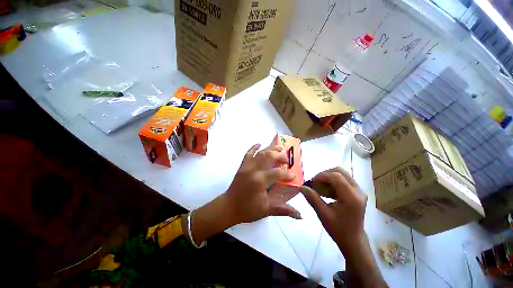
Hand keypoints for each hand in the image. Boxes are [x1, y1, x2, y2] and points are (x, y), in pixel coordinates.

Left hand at [224, 143, 301, 223]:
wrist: (228, 207)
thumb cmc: (247, 210)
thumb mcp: (266, 210)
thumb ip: (283, 209)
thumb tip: (300, 215)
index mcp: (260, 181)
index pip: (277, 173)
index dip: (287, 174)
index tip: (293, 176)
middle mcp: (253, 170)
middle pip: (269, 156)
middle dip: (280, 156)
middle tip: (287, 160)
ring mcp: (247, 166)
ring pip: (260, 153)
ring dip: (270, 148)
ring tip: (279, 147)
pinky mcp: (242, 166)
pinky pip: (248, 154)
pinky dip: (253, 147)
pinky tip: (259, 143)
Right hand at [300, 167, 366, 252]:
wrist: (353, 241)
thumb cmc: (339, 230)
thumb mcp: (323, 214)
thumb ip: (312, 198)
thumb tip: (301, 187)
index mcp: (351, 197)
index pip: (336, 176)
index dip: (321, 176)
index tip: (311, 182)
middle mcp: (358, 191)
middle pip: (340, 171)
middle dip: (325, 174)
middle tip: (315, 183)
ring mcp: (359, 191)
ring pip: (341, 174)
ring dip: (328, 177)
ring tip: (319, 187)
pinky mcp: (356, 192)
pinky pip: (343, 180)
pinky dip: (332, 182)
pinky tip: (325, 191)